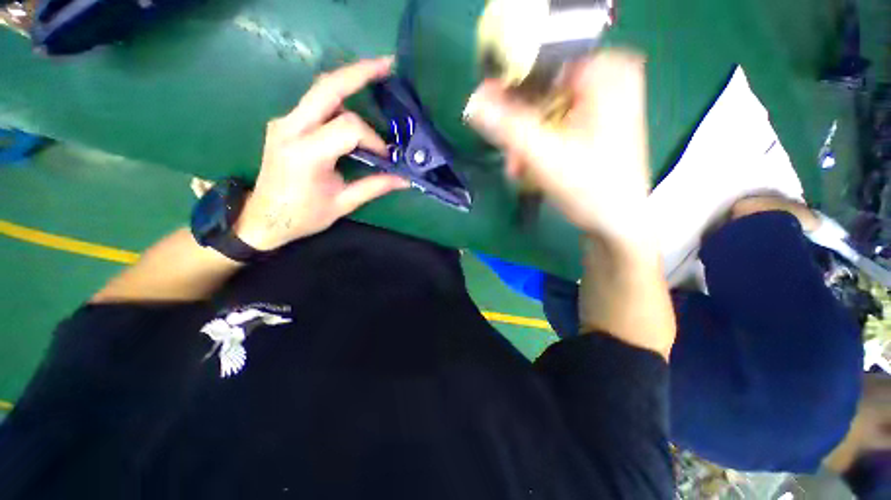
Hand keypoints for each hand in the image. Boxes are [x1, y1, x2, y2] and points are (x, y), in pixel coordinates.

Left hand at [235, 57, 409, 250]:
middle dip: (359, 73)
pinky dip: (338, 101)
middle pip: (327, 88)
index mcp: (306, 153)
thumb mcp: (342, 203)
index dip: (373, 139)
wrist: (263, 218)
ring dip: (349, 83)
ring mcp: (284, 122)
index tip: (385, 158)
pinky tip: (353, 108)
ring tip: (374, 79)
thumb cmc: (303, 216)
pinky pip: (315, 103)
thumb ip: (374, 187)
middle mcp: (290, 128)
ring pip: (320, 90)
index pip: (348, 128)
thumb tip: (404, 179)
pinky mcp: (285, 123)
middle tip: (387, 64)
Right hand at [464, 49, 650, 246]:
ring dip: (526, 140)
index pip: (542, 62)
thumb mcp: (543, 155)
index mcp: (606, 72)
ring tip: (518, 169)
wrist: (617, 222)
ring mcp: (604, 101)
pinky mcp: (597, 122)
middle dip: (519, 125)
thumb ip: (506, 127)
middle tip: (507, 152)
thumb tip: (473, 102)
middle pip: (543, 90)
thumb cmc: (588, 188)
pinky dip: (540, 143)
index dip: (510, 86)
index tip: (487, 110)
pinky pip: (557, 123)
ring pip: (547, 110)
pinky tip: (532, 166)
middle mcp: (608, 77)